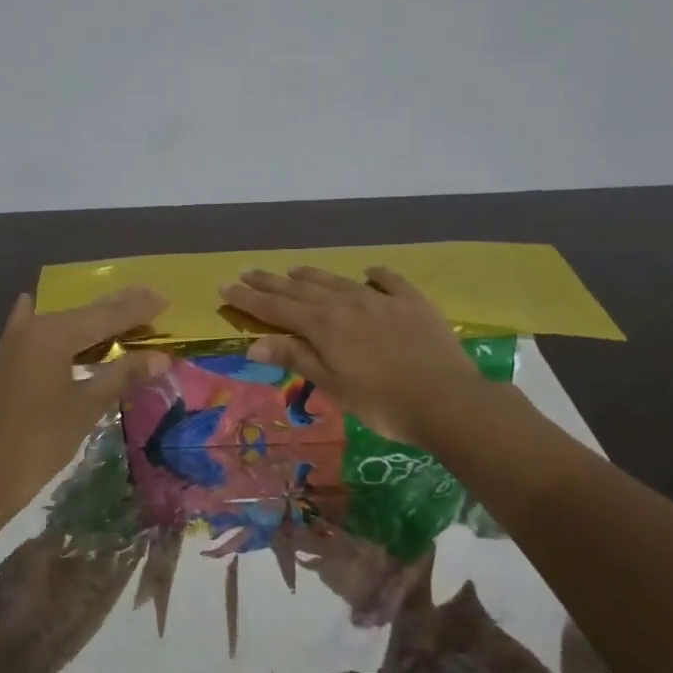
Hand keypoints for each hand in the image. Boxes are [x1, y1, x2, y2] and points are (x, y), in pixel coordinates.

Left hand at [0, 287, 171, 530]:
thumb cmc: (39, 441)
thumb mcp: (87, 406)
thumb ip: (123, 375)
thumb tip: (162, 357)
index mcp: (53, 334)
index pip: (106, 315)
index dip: (138, 308)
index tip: (166, 299)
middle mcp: (32, 328)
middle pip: (85, 313)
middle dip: (119, 306)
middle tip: (153, 297)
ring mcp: (15, 344)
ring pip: (63, 323)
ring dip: (93, 320)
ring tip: (124, 311)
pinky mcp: (7, 363)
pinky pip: (38, 334)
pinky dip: (54, 328)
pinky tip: (37, 307)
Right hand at [217, 266, 487, 445]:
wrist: (447, 400)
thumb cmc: (382, 402)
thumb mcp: (333, 385)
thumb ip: (296, 358)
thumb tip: (255, 341)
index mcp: (324, 325)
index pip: (276, 308)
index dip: (249, 299)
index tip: (225, 286)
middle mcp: (347, 303)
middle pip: (302, 288)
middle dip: (271, 281)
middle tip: (247, 271)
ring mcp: (382, 300)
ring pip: (338, 281)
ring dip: (312, 275)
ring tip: (293, 269)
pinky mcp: (413, 303)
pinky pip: (388, 281)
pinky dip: (374, 275)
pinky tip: (368, 272)